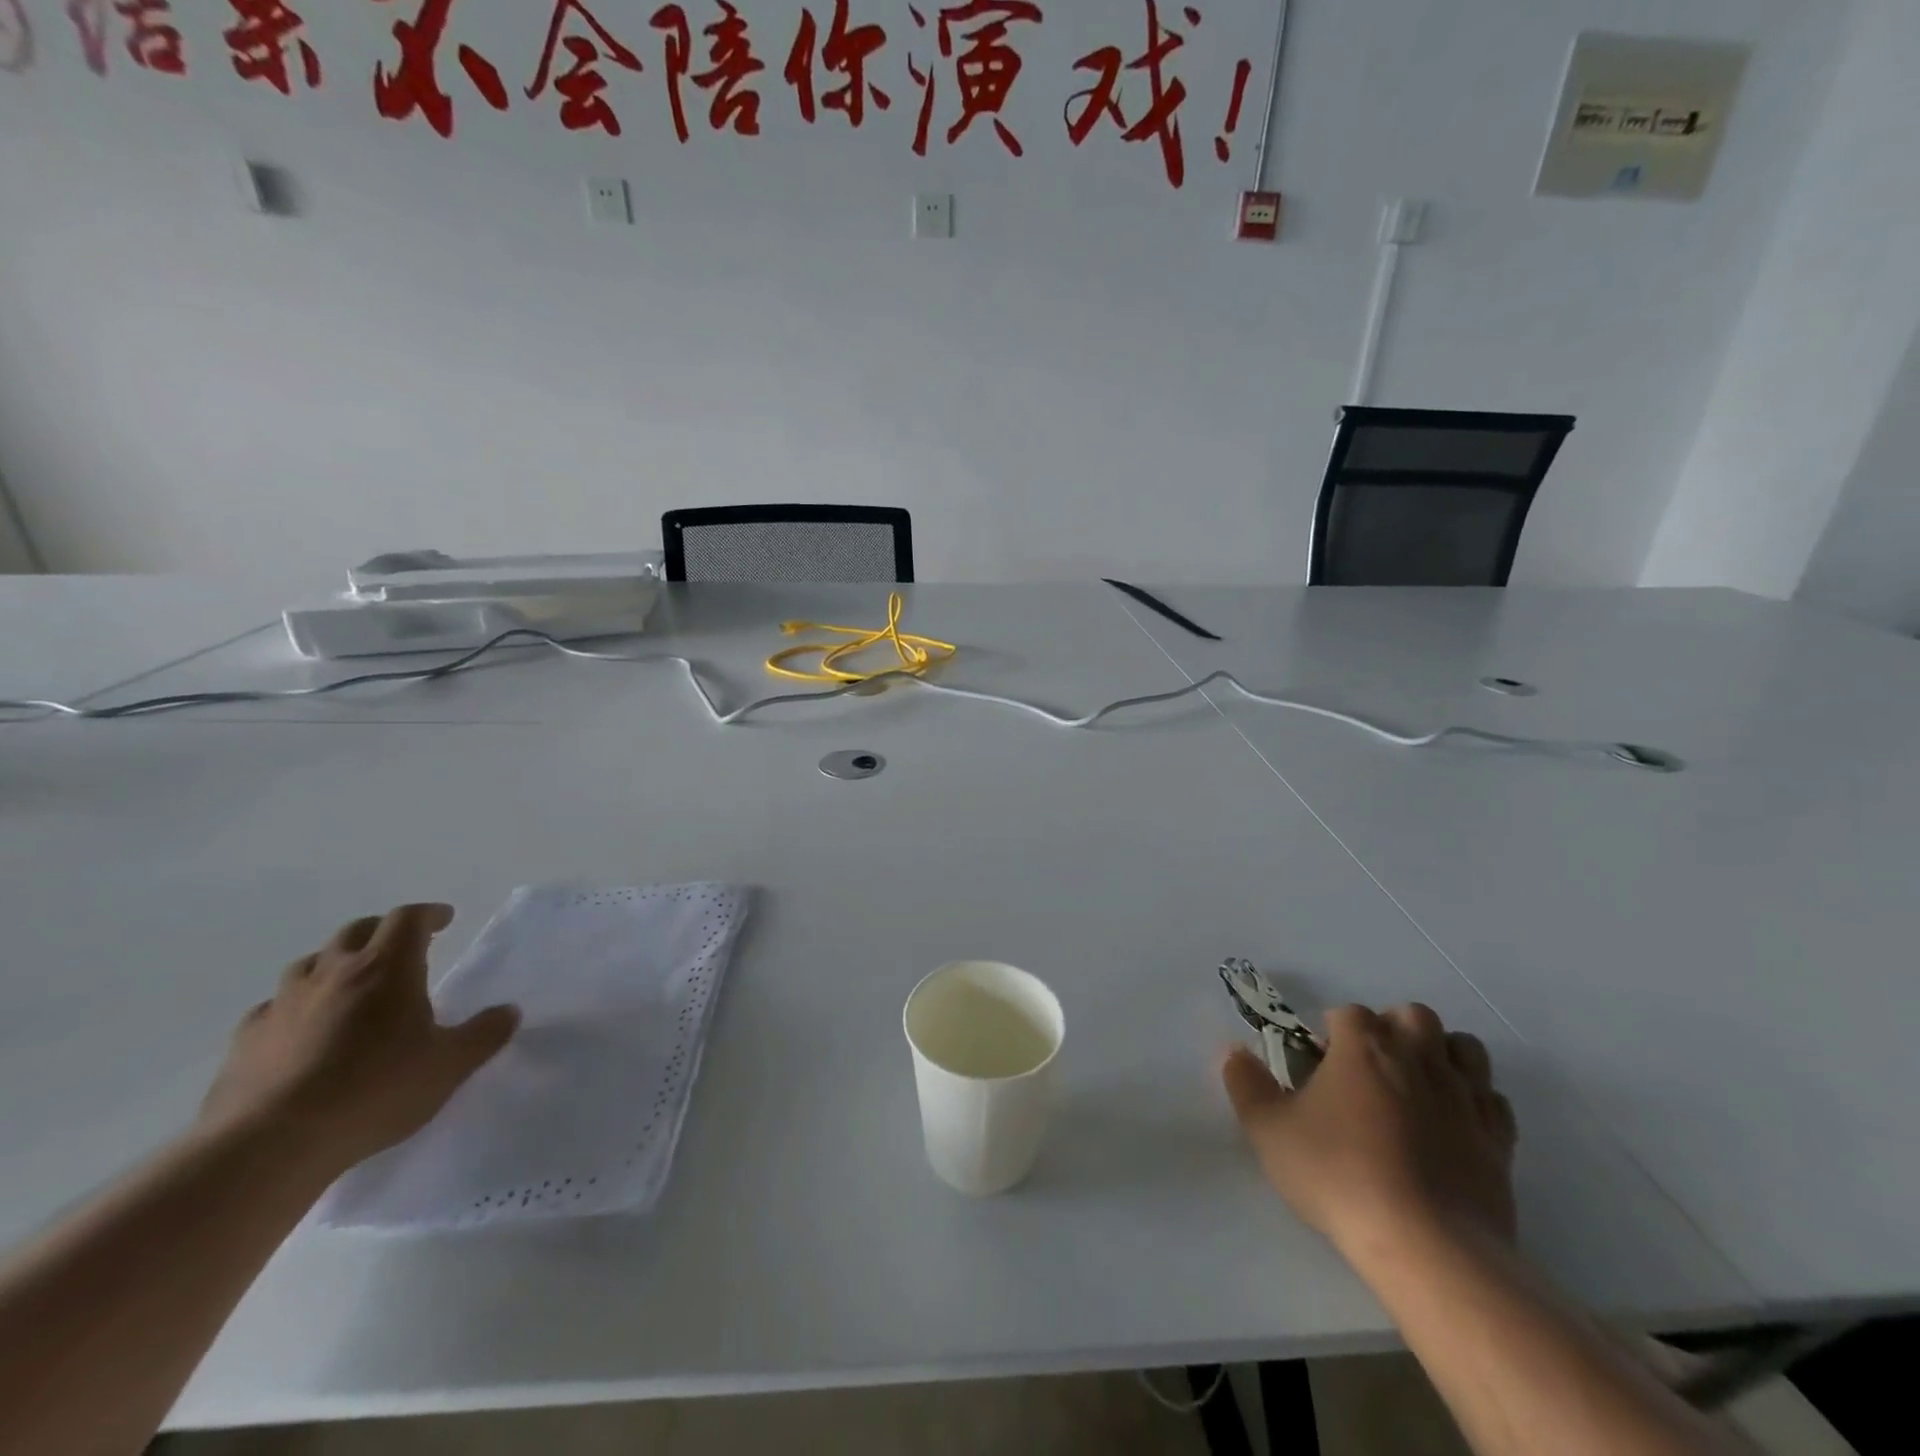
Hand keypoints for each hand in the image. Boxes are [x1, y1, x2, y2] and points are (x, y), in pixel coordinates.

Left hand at [198, 904, 518, 1175]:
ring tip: (349, 984)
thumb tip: (509, 1011)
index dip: (428, 915)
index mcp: (387, 968)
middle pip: (356, 931)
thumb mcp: (450, 1065)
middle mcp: (333, 973)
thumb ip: (484, 1034)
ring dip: (334, 964)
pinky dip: (293, 1006)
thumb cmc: (376, 1091)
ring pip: (309, 963)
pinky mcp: (245, 1040)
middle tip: (401, 947)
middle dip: (382, 931)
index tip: (444, 919)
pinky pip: (272, 1007)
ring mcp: (283, 1004)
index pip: (408, 919)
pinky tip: (300, 1029)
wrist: (270, 1145)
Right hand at [1221, 1003, 1517, 1263]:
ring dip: (1441, 1054)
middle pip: (1411, 1015)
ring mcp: (1464, 1096)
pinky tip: (1453, 1124)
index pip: (1348, 1013)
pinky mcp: (1498, 1139)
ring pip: (1464, 1048)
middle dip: (1391, 1029)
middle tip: (1369, 1068)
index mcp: (1363, 1046)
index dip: (1330, 1033)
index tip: (1318, 1066)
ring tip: (1415, 1086)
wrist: (1428, 1246)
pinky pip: (1492, 1099)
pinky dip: (1475, 1101)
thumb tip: (1233, 1051)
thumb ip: (1246, 1084)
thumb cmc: (1339, 1175)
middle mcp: (1417, 1056)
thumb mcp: (1269, 1130)